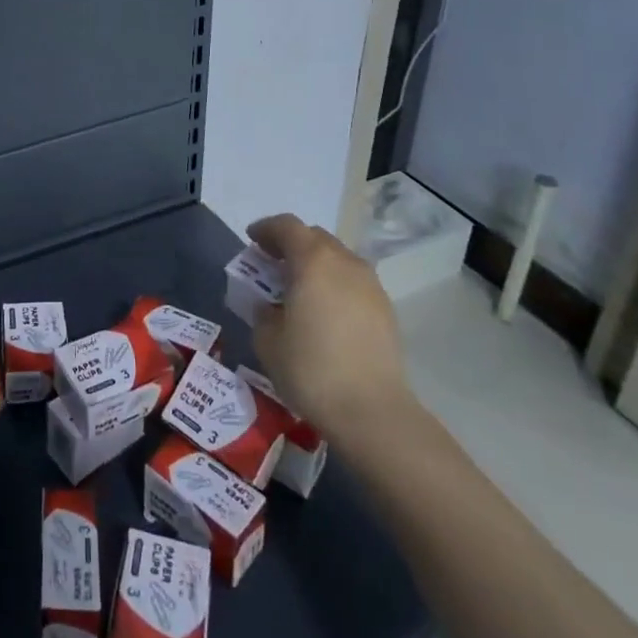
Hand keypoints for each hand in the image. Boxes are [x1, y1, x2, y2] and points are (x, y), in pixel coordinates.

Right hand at [247, 214, 416, 447]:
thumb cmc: (311, 369)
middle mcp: (345, 262)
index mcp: (313, 261)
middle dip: (291, 244)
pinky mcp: (386, 309)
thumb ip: (263, 312)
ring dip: (316, 264)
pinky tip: (325, 310)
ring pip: (338, 258)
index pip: (287, 226)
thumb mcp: (267, 340)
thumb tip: (270, 307)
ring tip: (299, 288)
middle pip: (315, 237)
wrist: (372, 411)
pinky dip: (335, 284)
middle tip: (272, 263)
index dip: (266, 228)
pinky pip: (353, 282)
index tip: (251, 240)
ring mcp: (370, 285)